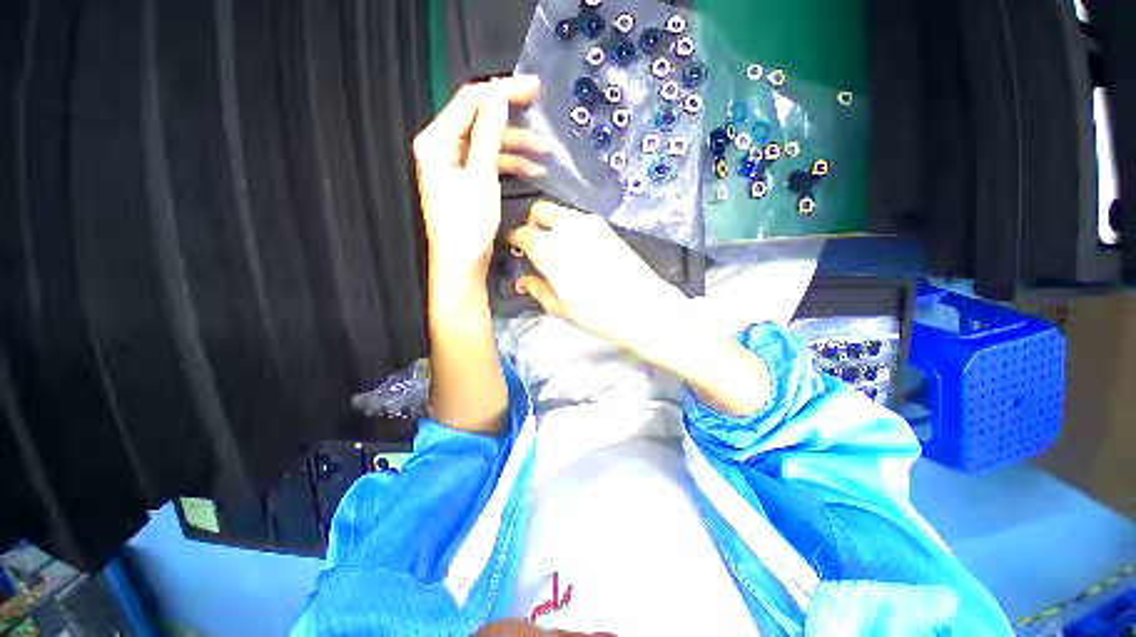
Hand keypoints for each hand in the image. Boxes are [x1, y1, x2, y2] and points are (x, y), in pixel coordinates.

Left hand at [412, 76, 546, 276]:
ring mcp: (454, 165)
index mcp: (437, 142)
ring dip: (516, 145)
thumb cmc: (468, 227)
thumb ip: (488, 134)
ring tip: (544, 153)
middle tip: (542, 111)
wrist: (462, 265)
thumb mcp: (481, 178)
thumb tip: (498, 95)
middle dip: (512, 117)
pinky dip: (509, 163)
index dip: (503, 90)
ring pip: (488, 142)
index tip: (534, 88)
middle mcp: (442, 148)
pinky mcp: (465, 180)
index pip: (471, 100)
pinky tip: (532, 171)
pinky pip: (488, 161)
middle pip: (480, 119)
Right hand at [507, 201, 688, 351]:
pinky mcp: (607, 228)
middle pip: (540, 210)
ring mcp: (590, 224)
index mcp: (548, 247)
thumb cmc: (596, 312)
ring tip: (559, 249)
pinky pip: (581, 220)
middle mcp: (567, 227)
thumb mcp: (559, 307)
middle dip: (532, 224)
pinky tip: (580, 250)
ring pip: (561, 212)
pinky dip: (573, 228)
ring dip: (553, 225)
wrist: (641, 307)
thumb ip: (537, 289)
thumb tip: (523, 282)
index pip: (521, 233)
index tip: (516, 249)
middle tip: (536, 246)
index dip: (515, 240)